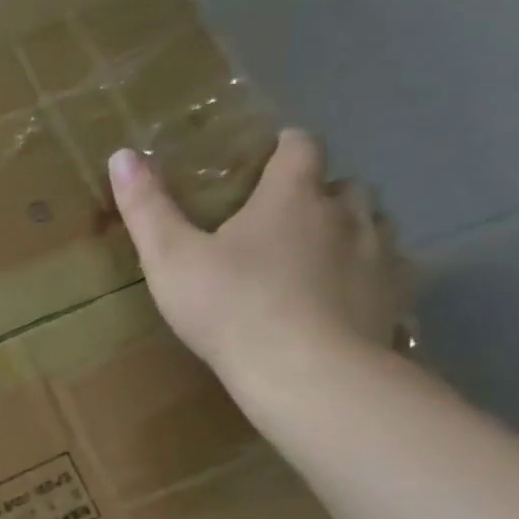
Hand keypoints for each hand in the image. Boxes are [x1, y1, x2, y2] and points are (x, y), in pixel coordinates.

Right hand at [108, 129, 410, 387]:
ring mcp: (379, 255)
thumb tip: (122, 155)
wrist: (305, 372)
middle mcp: (344, 214)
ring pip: (374, 223)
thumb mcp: (169, 258)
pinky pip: (391, 269)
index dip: (285, 146)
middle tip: (282, 218)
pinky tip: (346, 296)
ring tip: (316, 255)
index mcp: (290, 197)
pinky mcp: (396, 296)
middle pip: (343, 185)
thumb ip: (147, 207)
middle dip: (318, 193)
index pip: (300, 147)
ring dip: (348, 229)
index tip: (268, 156)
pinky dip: (370, 272)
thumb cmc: (229, 306)